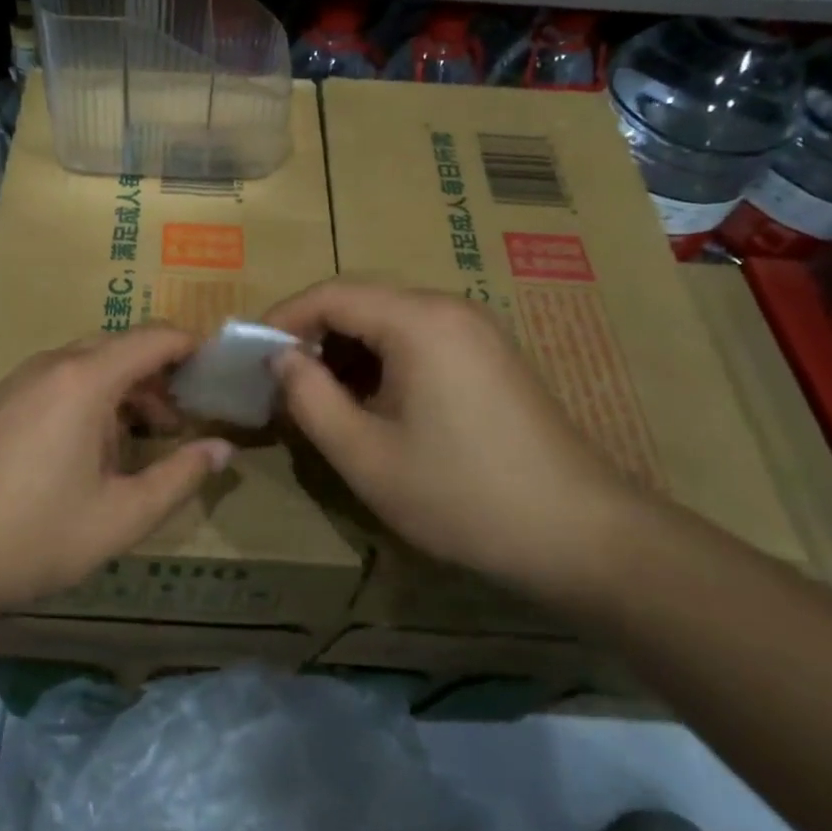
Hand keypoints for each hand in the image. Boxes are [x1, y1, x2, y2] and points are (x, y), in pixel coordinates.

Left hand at [0, 328, 233, 624]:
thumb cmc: (33, 535)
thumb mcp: (121, 516)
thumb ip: (179, 477)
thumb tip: (221, 448)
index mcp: (86, 379)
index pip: (154, 338)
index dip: (191, 348)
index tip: (217, 374)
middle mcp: (52, 364)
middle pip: (120, 348)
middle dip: (159, 376)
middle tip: (184, 420)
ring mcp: (19, 380)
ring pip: (87, 365)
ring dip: (123, 390)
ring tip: (142, 439)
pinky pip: (58, 381)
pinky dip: (89, 398)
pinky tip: (90, 449)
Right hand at [264, 281, 633, 607]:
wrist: (582, 536)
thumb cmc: (462, 495)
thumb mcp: (365, 455)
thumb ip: (309, 398)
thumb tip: (279, 359)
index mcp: (418, 320)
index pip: (330, 294)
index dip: (282, 319)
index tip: (249, 355)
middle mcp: (448, 308)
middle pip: (360, 301)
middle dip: (312, 336)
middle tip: (278, 381)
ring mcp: (476, 330)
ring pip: (389, 321)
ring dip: (346, 351)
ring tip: (318, 398)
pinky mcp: (490, 356)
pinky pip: (419, 340)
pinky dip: (382, 362)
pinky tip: (371, 404)